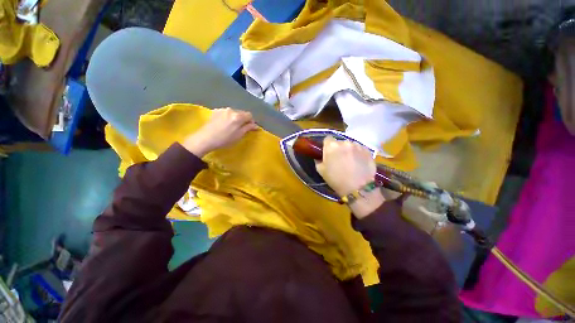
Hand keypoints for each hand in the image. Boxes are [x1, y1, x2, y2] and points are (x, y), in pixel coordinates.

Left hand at [182, 108, 257, 156]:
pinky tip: (224, 124)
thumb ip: (248, 128)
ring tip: (231, 126)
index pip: (249, 115)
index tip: (249, 128)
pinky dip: (228, 117)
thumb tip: (255, 125)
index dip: (251, 121)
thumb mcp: (239, 135)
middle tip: (240, 128)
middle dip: (243, 119)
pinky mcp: (215, 111)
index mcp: (238, 116)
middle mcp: (231, 110)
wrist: (205, 139)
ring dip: (235, 118)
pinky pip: (226, 113)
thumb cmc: (224, 139)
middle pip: (241, 113)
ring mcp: (222, 109)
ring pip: (233, 113)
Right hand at [316, 136, 376, 195]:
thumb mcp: (321, 171)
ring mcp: (357, 146)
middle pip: (339, 142)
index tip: (328, 153)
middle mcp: (344, 142)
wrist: (358, 188)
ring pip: (350, 145)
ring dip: (349, 151)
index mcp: (331, 146)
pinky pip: (360, 149)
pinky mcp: (367, 150)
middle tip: (339, 159)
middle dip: (338, 149)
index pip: (327, 139)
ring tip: (350, 162)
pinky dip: (358, 154)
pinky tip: (359, 164)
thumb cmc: (336, 180)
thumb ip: (318, 160)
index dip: (327, 145)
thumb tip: (320, 157)